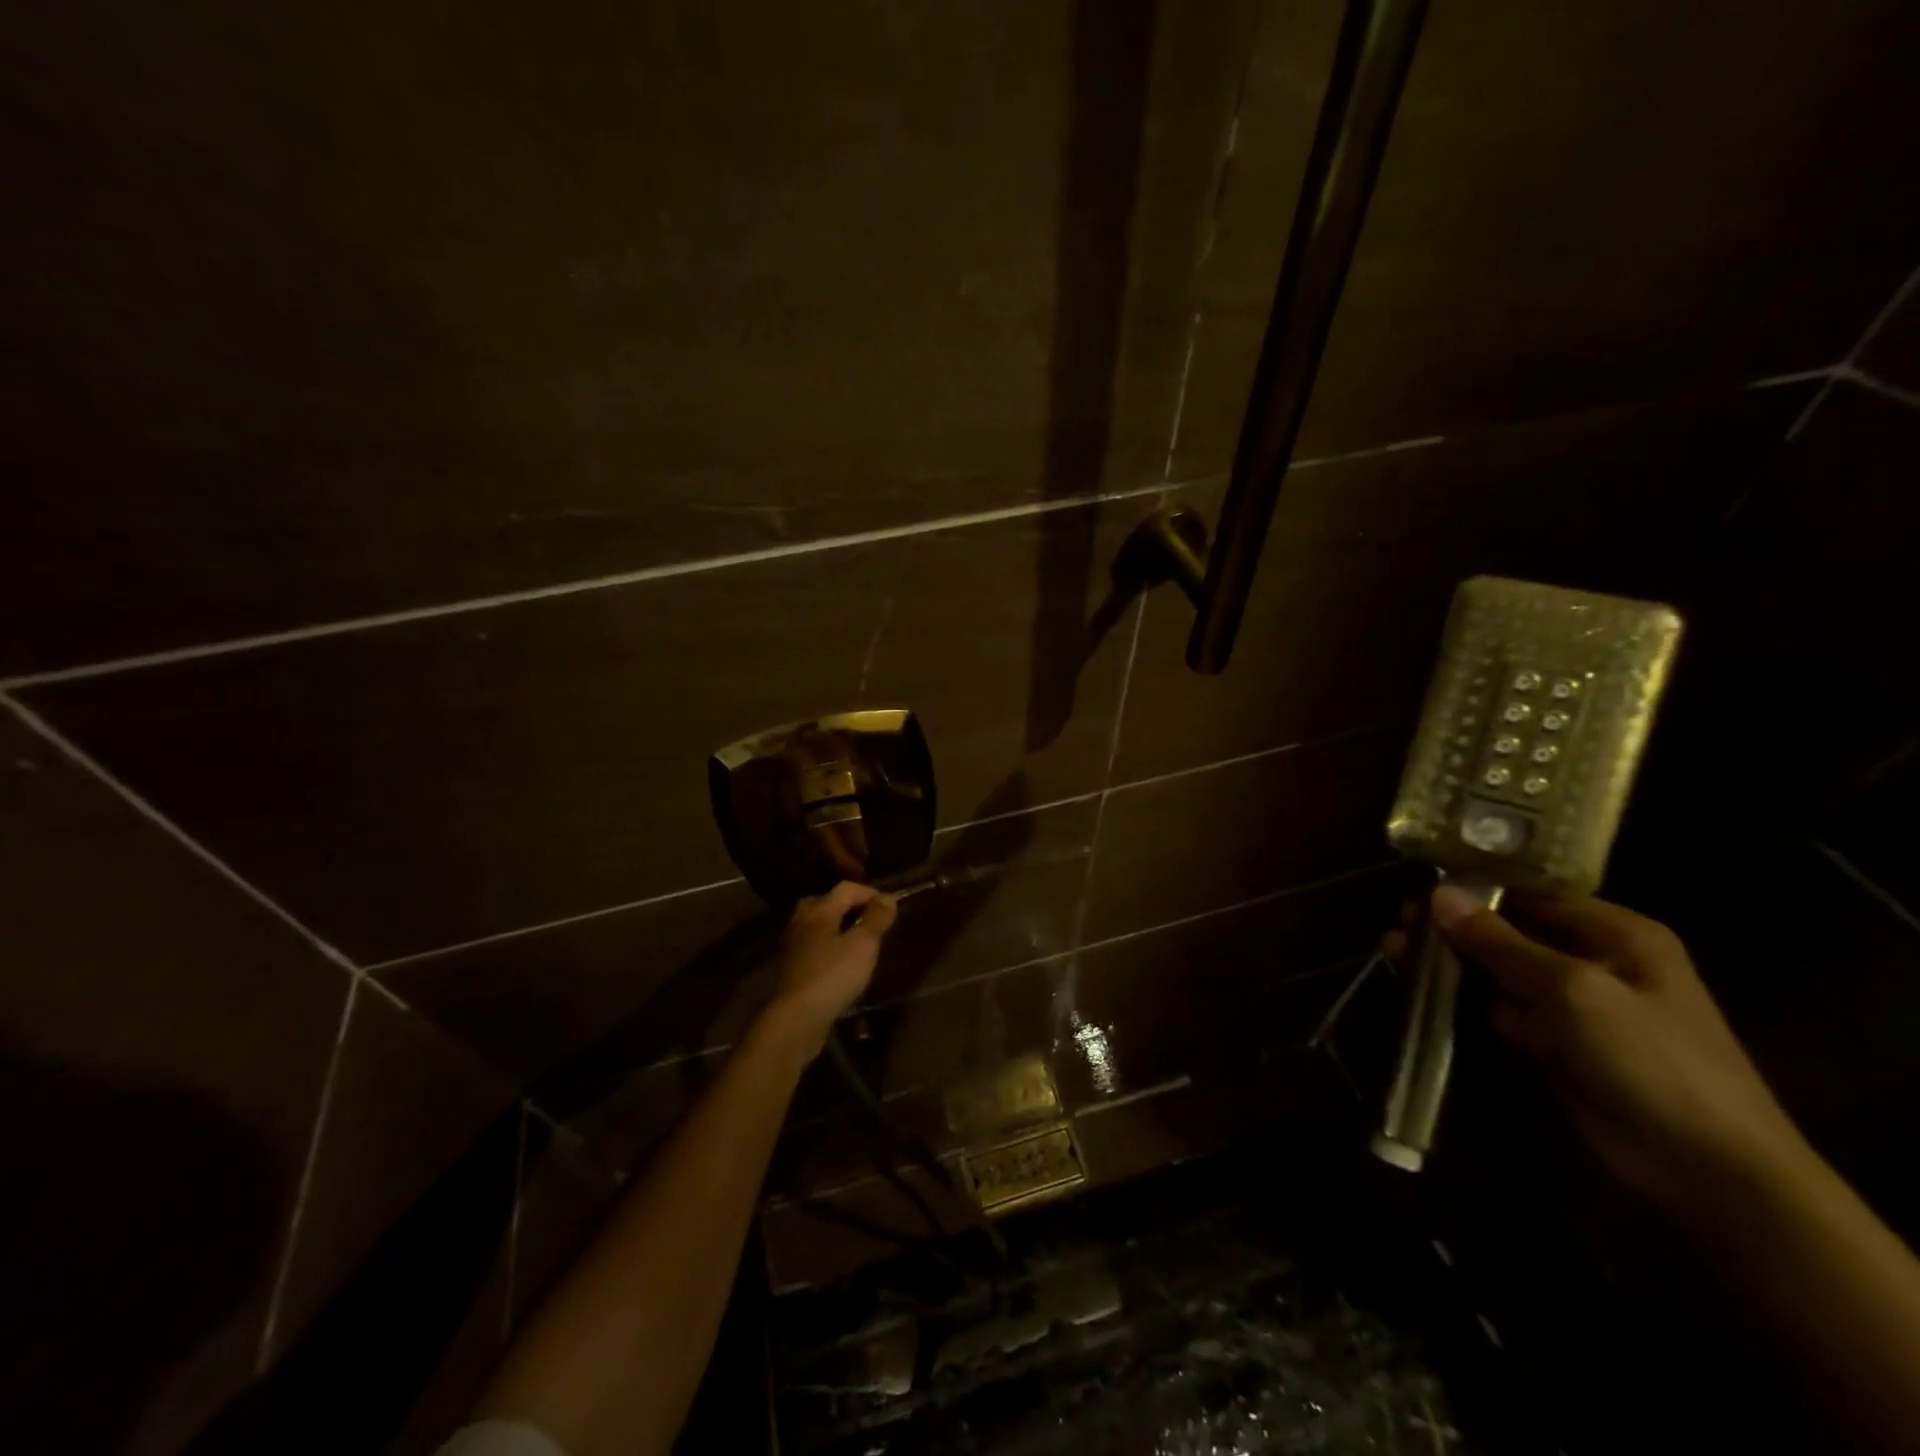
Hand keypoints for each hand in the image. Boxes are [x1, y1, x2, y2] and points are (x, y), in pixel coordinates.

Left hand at [765, 882, 898, 1051]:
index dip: (870, 893)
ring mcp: (793, 946)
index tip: (890, 908)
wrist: (796, 1018)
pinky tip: (840, 962)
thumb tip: (888, 897)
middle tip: (869, 919)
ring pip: (816, 926)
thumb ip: (876, 918)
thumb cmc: (833, 975)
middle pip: (825, 902)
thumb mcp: (863, 944)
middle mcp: (802, 922)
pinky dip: (828, 947)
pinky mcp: (791, 969)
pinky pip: (812, 947)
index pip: (846, 888)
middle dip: (848, 906)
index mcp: (819, 911)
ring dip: (837, 927)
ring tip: (857, 941)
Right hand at [1395, 885, 1807, 1211]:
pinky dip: (1467, 1000)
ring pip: (1501, 970)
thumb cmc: (1650, 1059)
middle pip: (1512, 931)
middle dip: (1456, 927)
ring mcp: (1578, 1006)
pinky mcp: (1559, 1043)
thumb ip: (1500, 941)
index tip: (1419, 885)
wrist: (1710, 1171)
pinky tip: (1423, 992)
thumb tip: (1438, 894)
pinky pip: (1504, 1008)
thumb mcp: (1571, 990)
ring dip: (1454, 962)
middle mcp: (1597, 961)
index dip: (1477, 888)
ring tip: (1396, 950)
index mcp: (1617, 935)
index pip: (1534, 894)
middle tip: (1400, 922)